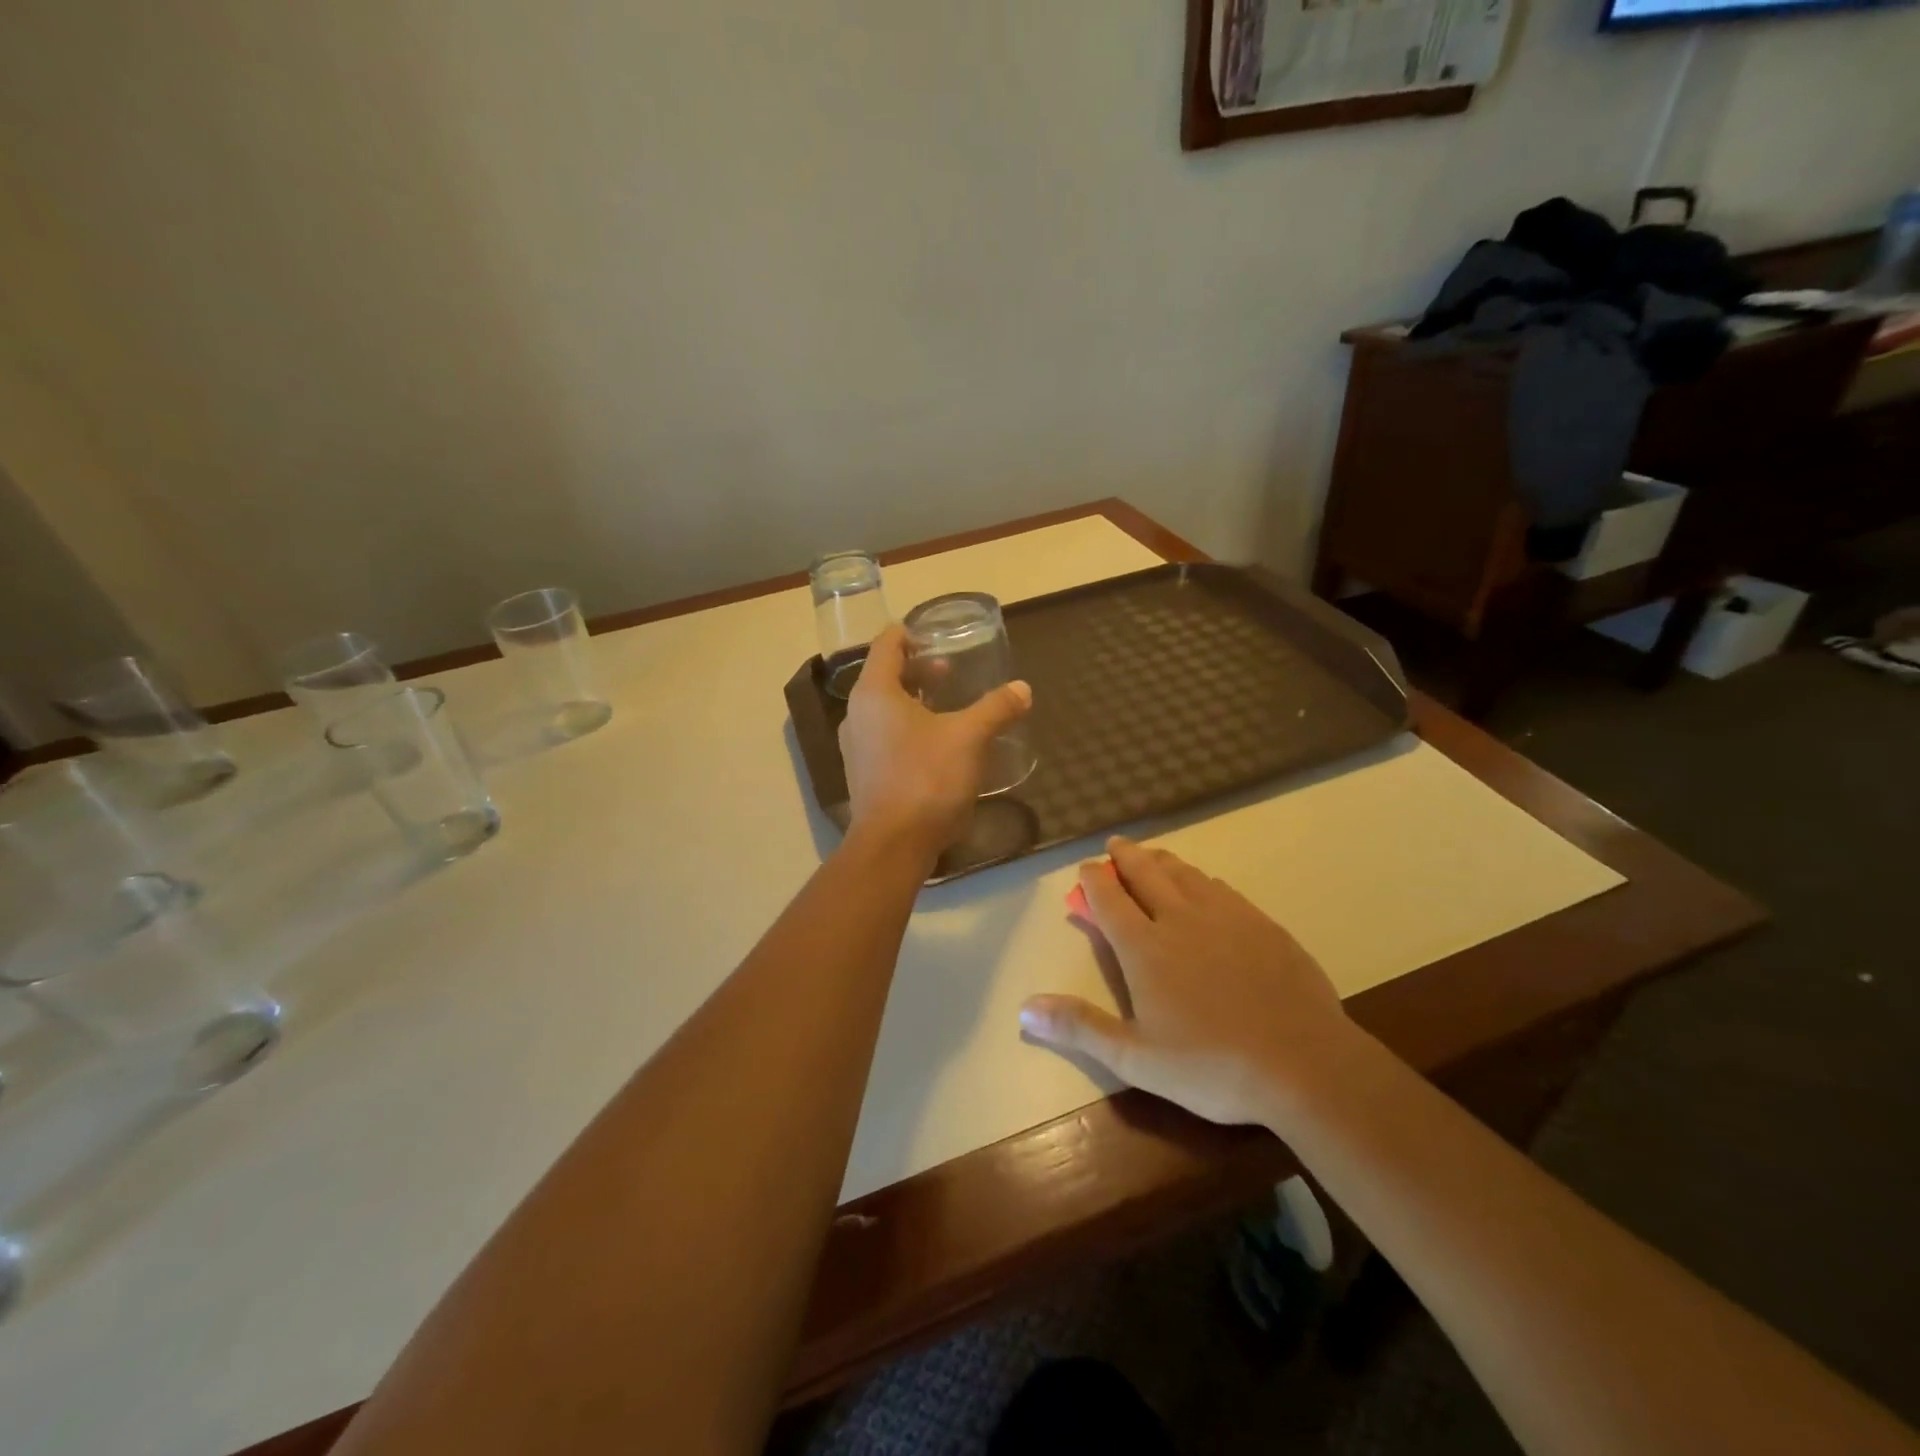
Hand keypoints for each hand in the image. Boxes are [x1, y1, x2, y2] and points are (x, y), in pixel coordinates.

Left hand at [838, 627, 1032, 854]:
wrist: (893, 845)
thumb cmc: (926, 778)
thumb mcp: (969, 737)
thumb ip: (996, 708)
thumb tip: (1022, 689)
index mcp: (875, 692)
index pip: (887, 644)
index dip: (910, 633)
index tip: (936, 636)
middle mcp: (857, 714)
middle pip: (885, 676)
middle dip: (918, 670)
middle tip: (951, 673)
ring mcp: (856, 746)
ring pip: (884, 708)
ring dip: (914, 701)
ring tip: (947, 707)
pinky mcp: (863, 772)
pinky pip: (884, 735)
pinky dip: (907, 728)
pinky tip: (936, 744)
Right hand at [1019, 837, 1357, 1127]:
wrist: (1304, 1063)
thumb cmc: (1210, 1065)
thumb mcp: (1135, 1058)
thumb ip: (1080, 1028)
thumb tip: (1024, 1009)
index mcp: (1144, 947)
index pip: (1109, 898)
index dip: (1092, 880)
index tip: (1085, 868)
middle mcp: (1180, 918)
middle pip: (1145, 873)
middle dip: (1125, 856)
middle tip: (1115, 844)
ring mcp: (1226, 916)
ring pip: (1185, 874)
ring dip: (1162, 861)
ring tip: (1153, 857)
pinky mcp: (1262, 924)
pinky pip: (1222, 889)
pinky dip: (1201, 880)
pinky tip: (1205, 888)